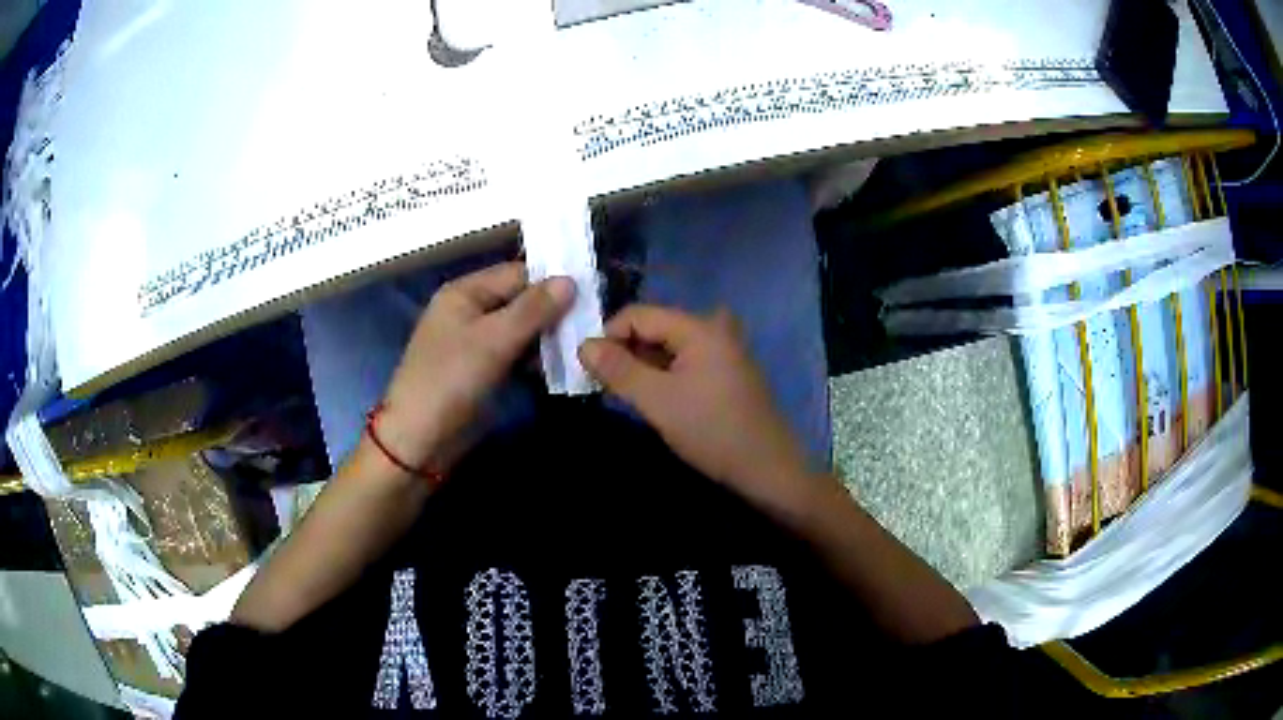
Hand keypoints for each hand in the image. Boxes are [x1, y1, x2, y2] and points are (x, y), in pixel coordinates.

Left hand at [376, 262, 573, 473]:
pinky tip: (560, 365)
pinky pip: (514, 353)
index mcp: (465, 292)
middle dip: (553, 311)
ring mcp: (475, 342)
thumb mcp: (493, 340)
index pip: (517, 273)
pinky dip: (535, 357)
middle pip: (520, 300)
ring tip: (582, 345)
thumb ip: (533, 309)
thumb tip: (571, 280)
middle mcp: (470, 310)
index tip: (591, 293)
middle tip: (592, 323)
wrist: (419, 439)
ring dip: (547, 336)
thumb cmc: (451, 380)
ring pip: (520, 328)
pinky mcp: (482, 369)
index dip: (552, 281)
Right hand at [579, 305, 825, 512]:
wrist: (766, 468)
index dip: (608, 335)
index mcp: (699, 327)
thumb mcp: (657, 400)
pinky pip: (685, 362)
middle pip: (655, 327)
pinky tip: (652, 399)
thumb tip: (583, 345)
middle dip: (625, 351)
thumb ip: (618, 370)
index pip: (639, 314)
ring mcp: (723, 352)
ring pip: (669, 347)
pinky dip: (663, 375)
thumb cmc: (711, 430)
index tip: (588, 367)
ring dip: (642, 365)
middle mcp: (713, 330)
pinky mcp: (726, 373)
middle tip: (602, 383)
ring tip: (622, 393)